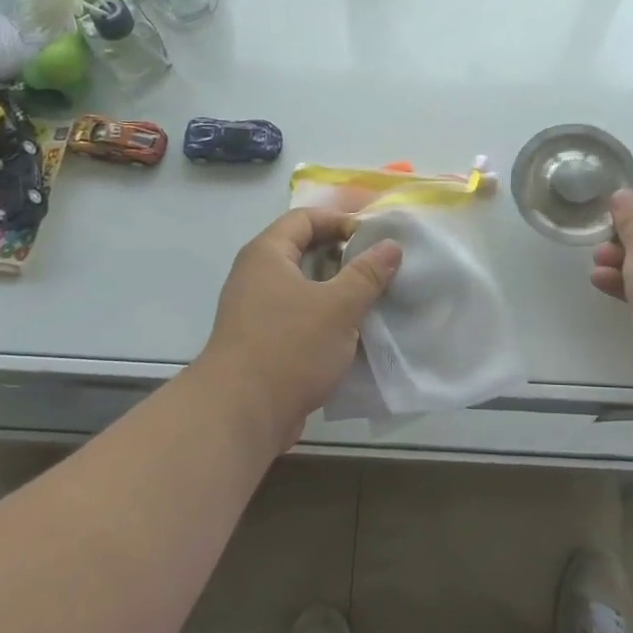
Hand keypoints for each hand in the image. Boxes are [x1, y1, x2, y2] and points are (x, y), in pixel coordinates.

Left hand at [199, 209, 402, 450]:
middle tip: (378, 267)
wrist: (241, 414)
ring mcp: (255, 311)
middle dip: (342, 257)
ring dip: (336, 291)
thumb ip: (367, 274)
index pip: (304, 218)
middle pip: (303, 251)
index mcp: (267, 255)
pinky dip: (324, 318)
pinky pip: (298, 317)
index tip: (373, 237)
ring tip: (372, 299)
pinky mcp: (261, 343)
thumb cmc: (290, 346)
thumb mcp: (338, 306)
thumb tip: (391, 245)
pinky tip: (352, 333)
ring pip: (302, 288)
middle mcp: (255, 276)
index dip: (339, 221)